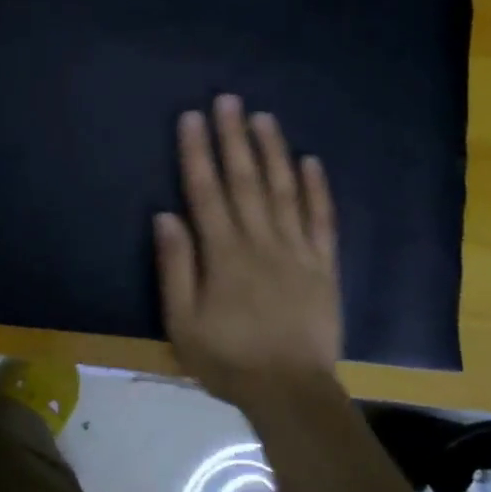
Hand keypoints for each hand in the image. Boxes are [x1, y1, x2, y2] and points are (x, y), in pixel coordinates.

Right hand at [154, 95, 341, 407]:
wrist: (291, 392)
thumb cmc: (228, 359)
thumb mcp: (182, 322)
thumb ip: (175, 267)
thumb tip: (166, 216)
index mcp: (224, 254)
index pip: (206, 192)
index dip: (198, 153)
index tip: (193, 118)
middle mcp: (261, 242)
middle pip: (245, 181)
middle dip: (234, 138)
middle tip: (229, 99)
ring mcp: (297, 251)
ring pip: (284, 191)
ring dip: (273, 151)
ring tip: (264, 117)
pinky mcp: (324, 266)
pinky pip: (322, 220)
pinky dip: (317, 189)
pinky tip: (310, 161)